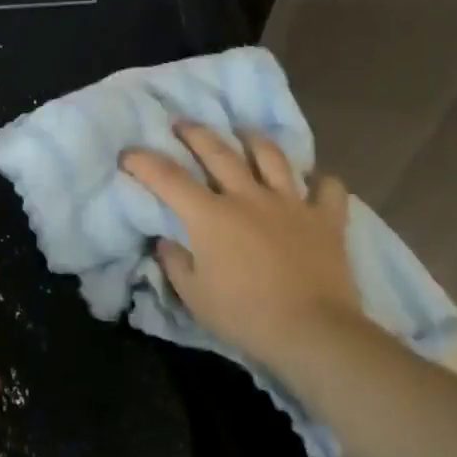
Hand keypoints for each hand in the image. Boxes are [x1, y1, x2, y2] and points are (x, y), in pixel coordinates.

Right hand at [122, 123, 362, 372]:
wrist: (313, 332)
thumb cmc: (246, 316)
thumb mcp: (195, 298)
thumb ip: (176, 264)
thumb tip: (167, 242)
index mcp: (210, 215)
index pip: (168, 178)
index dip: (143, 162)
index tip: (128, 154)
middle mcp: (247, 197)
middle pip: (217, 151)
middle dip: (195, 133)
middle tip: (183, 123)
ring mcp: (289, 203)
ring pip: (270, 157)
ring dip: (254, 140)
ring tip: (245, 132)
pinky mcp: (325, 219)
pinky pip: (328, 189)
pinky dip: (322, 182)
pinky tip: (315, 181)